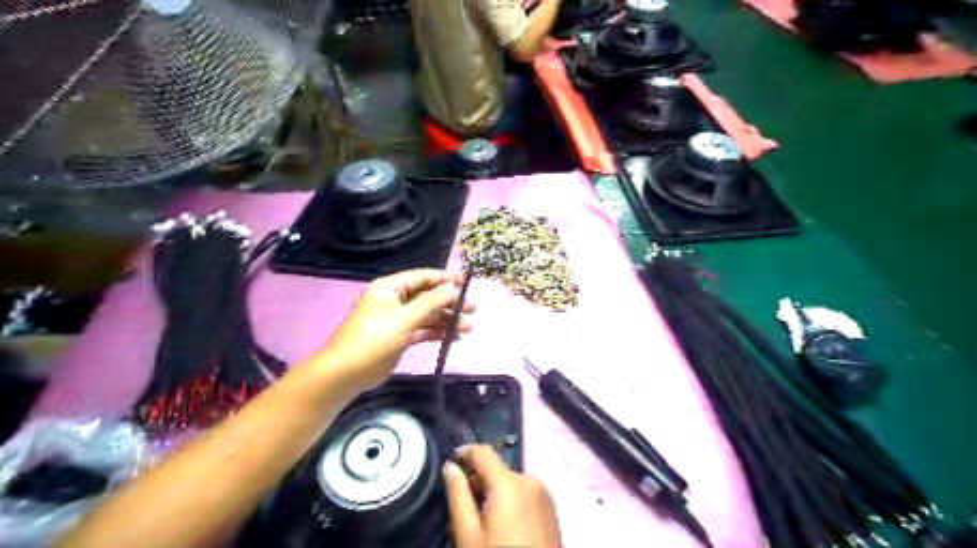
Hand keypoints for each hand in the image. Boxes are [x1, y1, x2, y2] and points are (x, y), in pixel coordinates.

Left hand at [323, 269, 472, 388]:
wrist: (347, 373)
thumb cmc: (374, 339)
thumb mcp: (404, 318)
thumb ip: (430, 302)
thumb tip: (452, 287)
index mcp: (390, 288)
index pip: (422, 277)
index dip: (445, 279)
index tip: (467, 283)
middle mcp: (395, 300)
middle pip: (428, 296)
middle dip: (450, 302)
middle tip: (473, 308)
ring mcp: (398, 319)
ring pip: (428, 315)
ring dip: (447, 320)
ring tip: (468, 328)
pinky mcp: (400, 337)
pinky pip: (423, 330)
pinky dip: (438, 333)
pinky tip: (454, 338)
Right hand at [445, 444, 565, 546]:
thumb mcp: (469, 535)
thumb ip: (458, 496)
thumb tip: (449, 466)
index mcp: (509, 483)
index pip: (484, 452)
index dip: (465, 451)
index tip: (450, 459)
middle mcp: (530, 480)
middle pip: (497, 470)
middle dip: (478, 481)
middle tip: (462, 505)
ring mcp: (544, 494)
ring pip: (510, 482)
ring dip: (494, 492)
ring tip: (481, 521)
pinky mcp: (551, 508)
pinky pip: (524, 493)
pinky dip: (510, 500)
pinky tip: (502, 526)